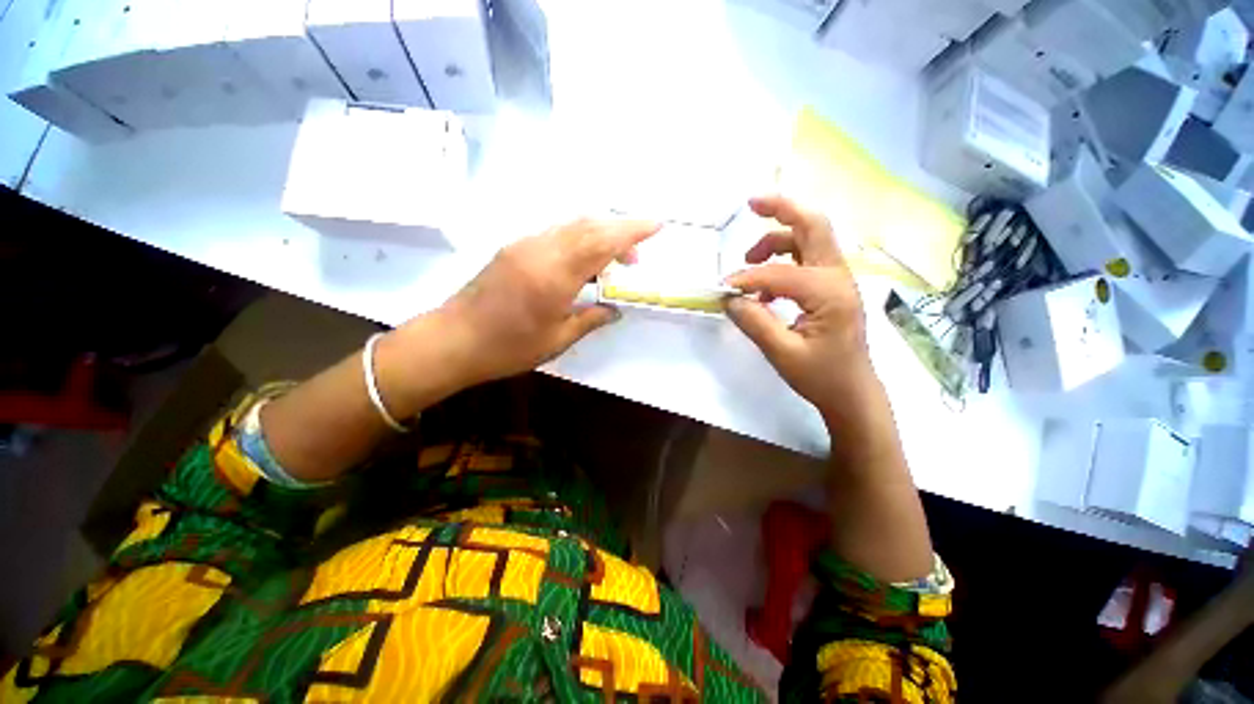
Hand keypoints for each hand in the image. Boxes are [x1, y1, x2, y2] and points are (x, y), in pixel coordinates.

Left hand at [429, 217, 660, 384]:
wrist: (453, 340)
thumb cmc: (508, 347)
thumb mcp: (557, 339)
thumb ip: (590, 320)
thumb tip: (614, 311)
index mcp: (555, 275)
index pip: (602, 242)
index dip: (632, 231)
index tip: (656, 226)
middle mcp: (540, 250)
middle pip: (589, 226)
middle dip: (619, 233)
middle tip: (634, 260)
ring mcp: (524, 245)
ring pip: (571, 226)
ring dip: (598, 236)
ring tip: (611, 264)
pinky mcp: (514, 248)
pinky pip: (555, 233)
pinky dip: (578, 240)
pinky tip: (582, 262)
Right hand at [724, 196, 873, 420]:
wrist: (853, 392)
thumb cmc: (821, 376)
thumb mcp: (782, 353)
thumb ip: (754, 322)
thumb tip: (729, 298)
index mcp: (829, 292)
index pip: (779, 272)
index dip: (747, 278)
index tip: (723, 290)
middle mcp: (838, 276)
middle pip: (813, 225)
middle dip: (782, 209)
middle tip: (752, 202)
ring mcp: (837, 279)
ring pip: (810, 238)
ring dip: (779, 238)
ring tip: (749, 257)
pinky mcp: (831, 288)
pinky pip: (806, 260)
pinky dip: (783, 260)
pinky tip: (765, 288)